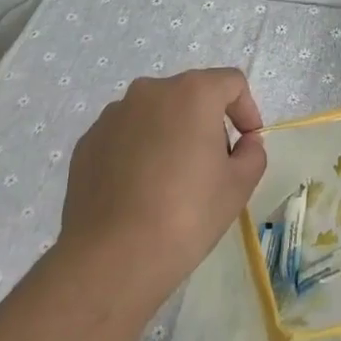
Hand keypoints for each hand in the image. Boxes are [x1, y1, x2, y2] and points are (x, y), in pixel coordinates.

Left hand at [57, 69, 265, 304]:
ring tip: (172, 180)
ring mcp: (113, 115)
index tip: (247, 142)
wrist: (112, 258)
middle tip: (214, 164)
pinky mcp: (87, 142)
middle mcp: (150, 91)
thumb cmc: (187, 214)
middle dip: (208, 122)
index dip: (247, 109)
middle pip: (191, 94)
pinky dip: (139, 151)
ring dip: (171, 134)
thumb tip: (244, 143)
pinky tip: (140, 191)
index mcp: (193, 92)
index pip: (231, 83)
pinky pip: (125, 136)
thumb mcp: (239, 185)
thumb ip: (253, 152)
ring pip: (155, 114)